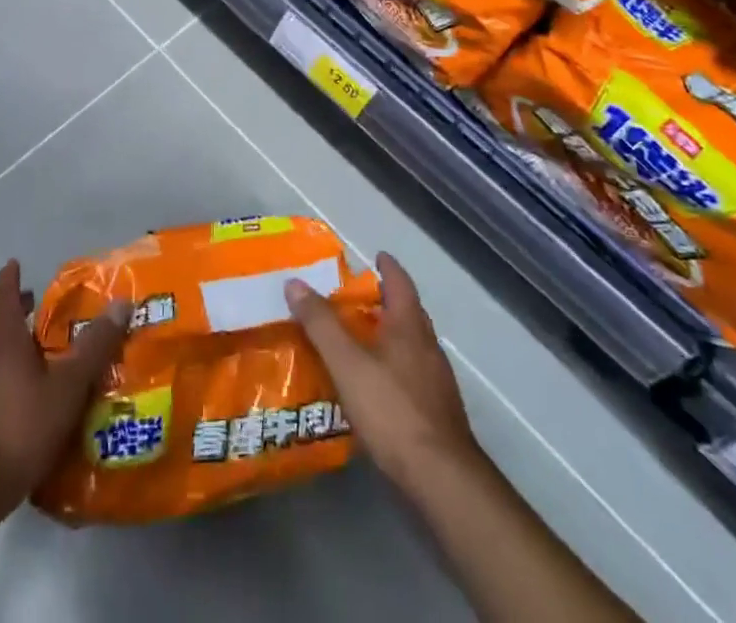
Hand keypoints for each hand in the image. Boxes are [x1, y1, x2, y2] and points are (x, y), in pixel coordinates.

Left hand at [0, 260, 130, 532]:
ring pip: (0, 361)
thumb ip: (94, 347)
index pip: (4, 296)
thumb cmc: (16, 428)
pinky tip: (38, 408)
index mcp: (3, 340)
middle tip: (49, 310)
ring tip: (53, 359)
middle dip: (23, 316)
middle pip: (2, 328)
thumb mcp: (66, 387)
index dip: (10, 278)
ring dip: (22, 354)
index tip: (16, 263)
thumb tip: (122, 301)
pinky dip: (17, 386)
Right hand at [285, 251, 477, 486]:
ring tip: (361, 340)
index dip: (388, 267)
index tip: (377, 256)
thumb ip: (321, 324)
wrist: (441, 479)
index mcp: (410, 326)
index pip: (400, 283)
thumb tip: (294, 282)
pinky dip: (394, 367)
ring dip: (390, 335)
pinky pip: (413, 374)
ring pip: (412, 345)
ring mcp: (437, 381)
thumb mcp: (347, 363)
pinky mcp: (437, 412)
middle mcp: (428, 347)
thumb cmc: (392, 410)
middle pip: (409, 313)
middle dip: (387, 301)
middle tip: (359, 298)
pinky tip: (376, 386)